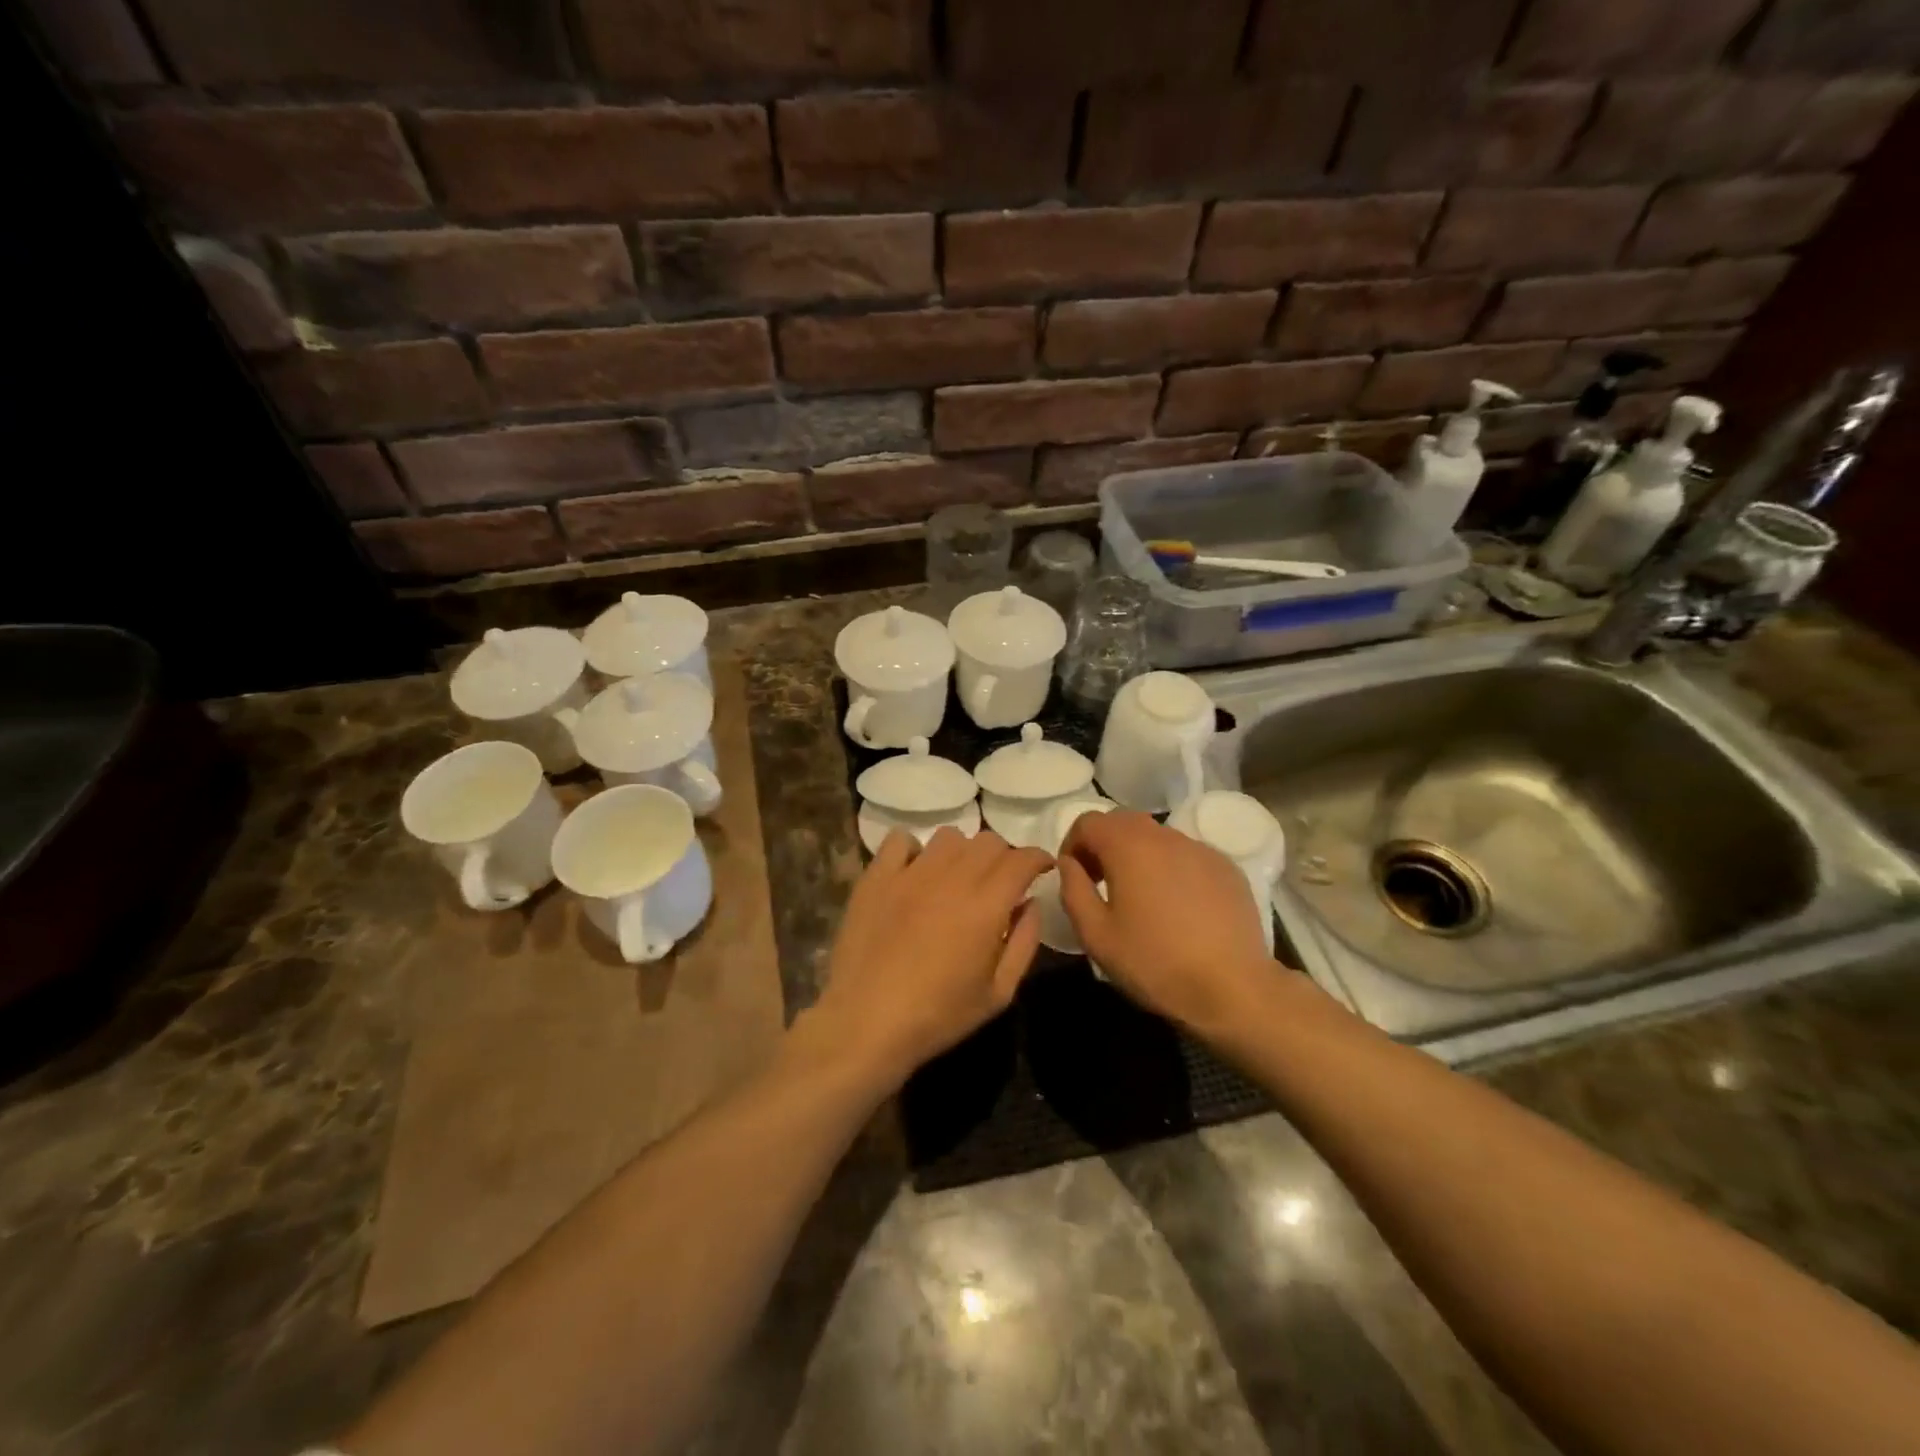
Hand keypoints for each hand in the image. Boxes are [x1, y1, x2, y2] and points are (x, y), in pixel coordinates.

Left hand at [808, 829, 1052, 1088]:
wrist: (865, 1022)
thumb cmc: (938, 1016)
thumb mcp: (999, 993)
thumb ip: (1024, 942)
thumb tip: (1031, 903)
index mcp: (986, 905)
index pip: (1021, 859)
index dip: (1038, 858)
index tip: (1041, 869)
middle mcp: (951, 877)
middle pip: (988, 841)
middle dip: (1005, 856)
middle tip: (1001, 881)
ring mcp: (910, 873)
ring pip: (949, 837)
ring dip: (964, 852)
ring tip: (958, 877)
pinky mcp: (877, 876)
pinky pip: (900, 841)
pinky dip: (914, 850)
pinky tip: (915, 873)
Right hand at [1057, 811, 1272, 1034]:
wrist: (1233, 990)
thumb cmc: (1155, 963)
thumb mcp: (1096, 935)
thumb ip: (1073, 890)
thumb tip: (1068, 864)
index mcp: (1129, 846)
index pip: (1088, 821)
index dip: (1072, 844)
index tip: (1074, 876)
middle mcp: (1166, 836)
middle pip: (1123, 822)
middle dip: (1104, 845)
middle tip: (1102, 884)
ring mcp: (1201, 850)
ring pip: (1158, 838)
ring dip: (1139, 856)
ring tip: (1141, 898)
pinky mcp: (1227, 868)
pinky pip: (1188, 856)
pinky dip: (1172, 870)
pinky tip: (1179, 909)